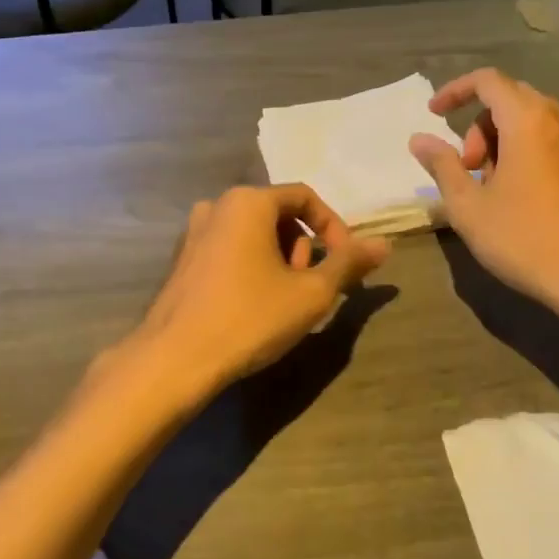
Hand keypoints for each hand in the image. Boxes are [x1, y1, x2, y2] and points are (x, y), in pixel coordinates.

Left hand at [128, 184, 388, 396]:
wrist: (175, 360)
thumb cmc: (249, 318)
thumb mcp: (311, 293)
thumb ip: (348, 264)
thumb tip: (384, 244)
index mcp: (248, 202)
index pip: (306, 197)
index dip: (335, 228)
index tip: (346, 263)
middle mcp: (217, 206)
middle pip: (278, 215)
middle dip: (303, 249)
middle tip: (310, 289)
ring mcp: (193, 233)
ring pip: (254, 236)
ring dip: (280, 262)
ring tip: (284, 304)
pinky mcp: (182, 261)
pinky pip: (230, 252)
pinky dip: (252, 269)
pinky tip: (254, 308)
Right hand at [409, 69, 558, 317]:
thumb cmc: (523, 238)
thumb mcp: (469, 206)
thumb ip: (442, 166)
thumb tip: (419, 139)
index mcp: (527, 120)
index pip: (487, 81)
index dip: (455, 91)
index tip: (433, 115)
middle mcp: (558, 118)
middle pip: (509, 99)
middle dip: (477, 126)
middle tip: (466, 168)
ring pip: (530, 120)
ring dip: (500, 141)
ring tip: (489, 186)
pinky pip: (549, 139)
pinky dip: (524, 151)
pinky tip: (516, 194)